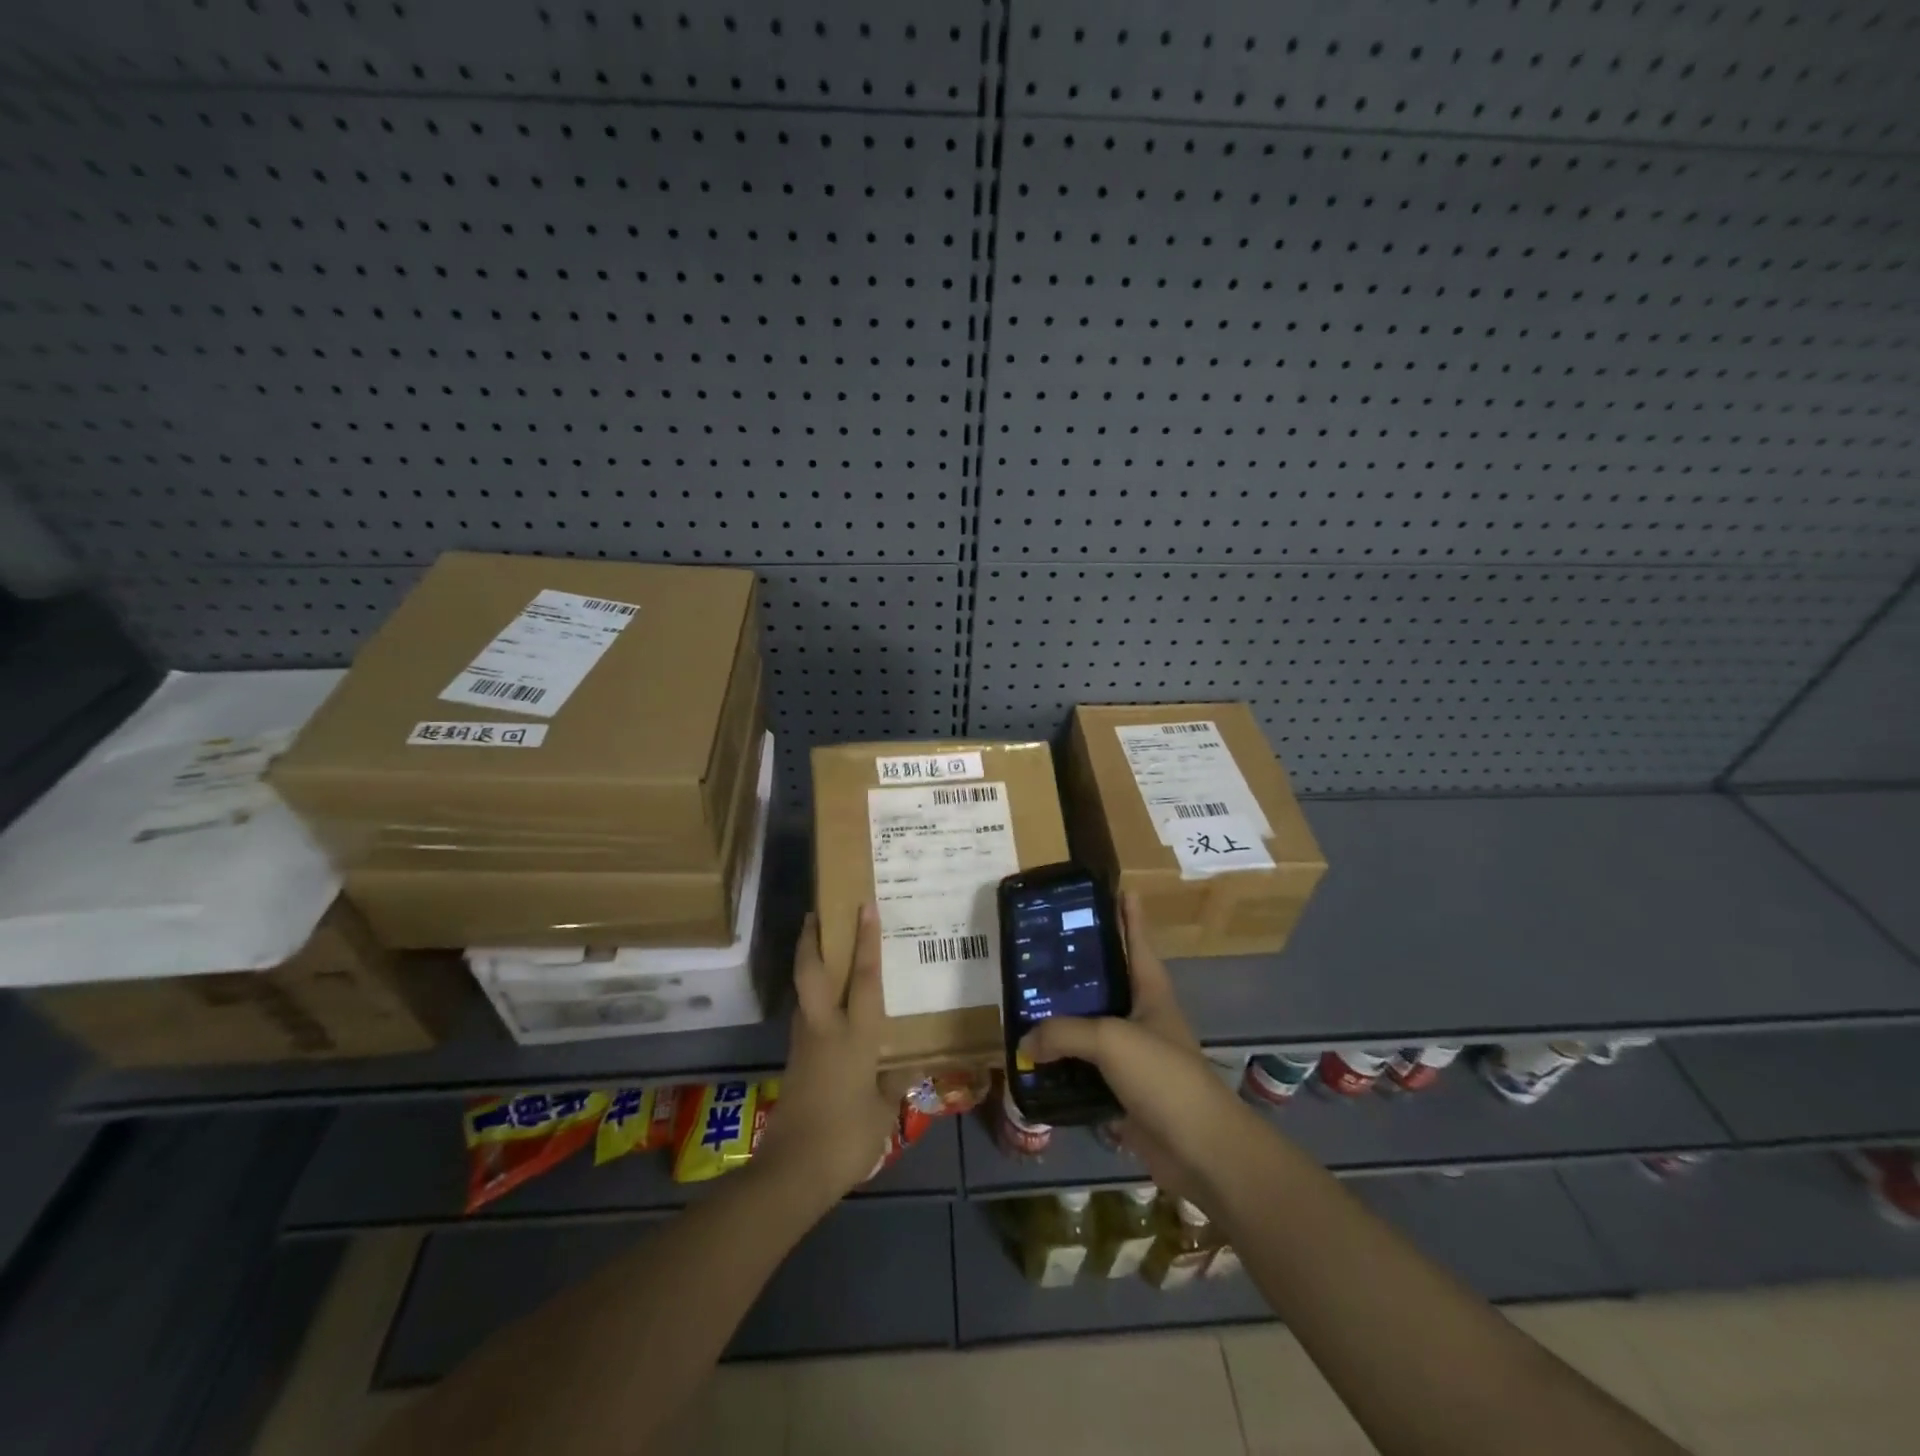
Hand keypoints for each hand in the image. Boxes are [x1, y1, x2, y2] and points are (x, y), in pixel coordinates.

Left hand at [753, 904, 897, 1209]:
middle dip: (812, 939)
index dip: (865, 941)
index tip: (864, 906)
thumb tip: (909, 1065)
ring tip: (821, 947)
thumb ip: (894, 1083)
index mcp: (854, 1036)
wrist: (793, 1172)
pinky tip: (825, 1004)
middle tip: (816, 913)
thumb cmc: (846, 1137)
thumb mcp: (883, 1112)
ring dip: (808, 964)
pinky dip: (812, 997)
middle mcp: (825, 1029)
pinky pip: (805, 1016)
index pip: (862, 978)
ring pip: (803, 991)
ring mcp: (805, 1043)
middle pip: (812, 972)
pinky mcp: (794, 1060)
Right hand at [1019, 892, 1252, 1209]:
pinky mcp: (1122, 1091)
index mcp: (1151, 991)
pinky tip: (1034, 1061)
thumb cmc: (1163, 1075)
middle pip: (1107, 981)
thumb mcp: (1111, 1039)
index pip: (1138, 941)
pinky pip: (1085, 1071)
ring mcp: (1134, 1056)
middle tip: (1041, 948)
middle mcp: (1142, 1016)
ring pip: (1091, 1028)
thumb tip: (1026, 1043)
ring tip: (1026, 1002)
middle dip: (1079, 965)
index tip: (1116, 887)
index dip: (1128, 914)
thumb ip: (1063, 1033)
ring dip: (1064, 1019)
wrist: (1199, 1149)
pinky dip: (1062, 1066)